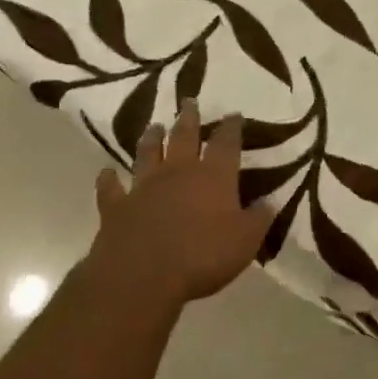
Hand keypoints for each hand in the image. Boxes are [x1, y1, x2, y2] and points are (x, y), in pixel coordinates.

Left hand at [88, 102, 272, 309]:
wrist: (141, 277)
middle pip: (184, 137)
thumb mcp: (245, 241)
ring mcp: (144, 187)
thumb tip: (270, 201)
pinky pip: (111, 188)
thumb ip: (259, 218)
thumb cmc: (202, 257)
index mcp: (213, 176)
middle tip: (189, 101)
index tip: (234, 114)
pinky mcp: (116, 207)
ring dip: (151, 139)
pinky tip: (107, 173)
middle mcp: (178, 172)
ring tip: (155, 126)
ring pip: (148, 154)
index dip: (231, 127)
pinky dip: (108, 179)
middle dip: (189, 118)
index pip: (226, 143)